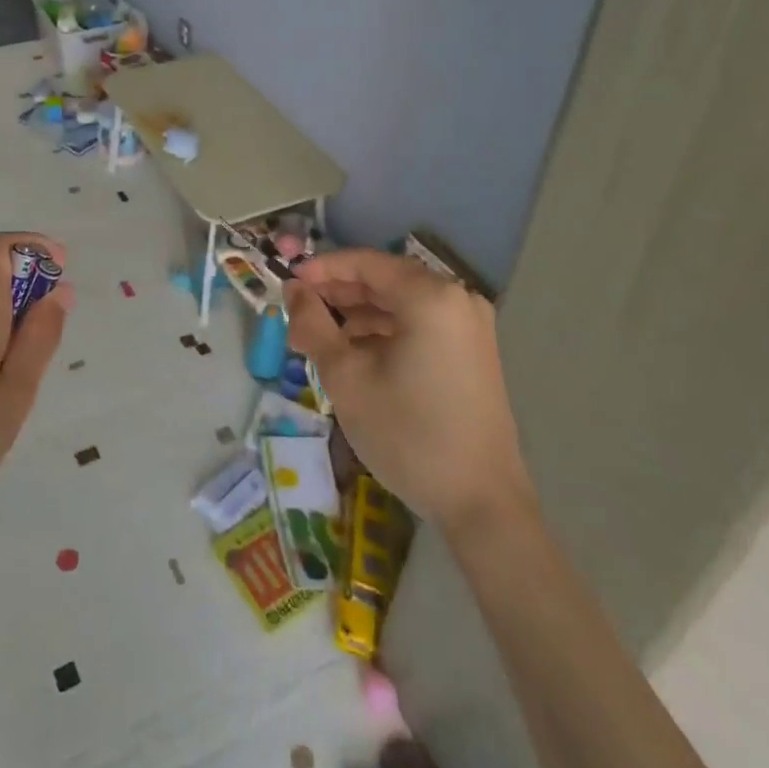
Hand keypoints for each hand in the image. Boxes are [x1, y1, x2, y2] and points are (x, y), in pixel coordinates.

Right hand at [287, 250, 532, 531]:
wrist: (481, 504)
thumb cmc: (408, 434)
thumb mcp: (346, 376)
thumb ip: (313, 324)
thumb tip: (293, 291)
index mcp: (430, 296)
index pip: (366, 263)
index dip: (322, 269)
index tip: (287, 283)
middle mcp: (457, 299)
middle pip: (385, 280)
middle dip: (338, 294)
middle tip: (298, 314)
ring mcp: (470, 326)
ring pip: (401, 303)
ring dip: (359, 314)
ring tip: (320, 337)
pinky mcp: (473, 352)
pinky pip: (420, 324)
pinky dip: (385, 331)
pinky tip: (356, 353)